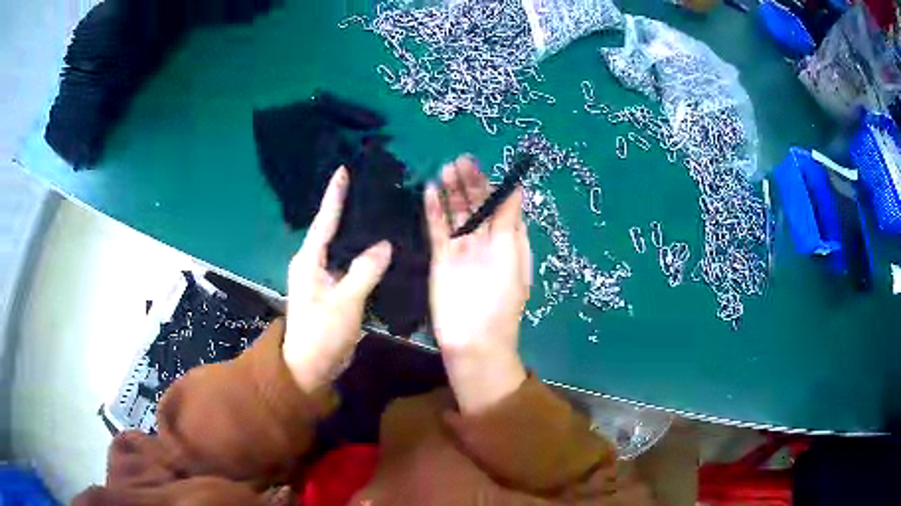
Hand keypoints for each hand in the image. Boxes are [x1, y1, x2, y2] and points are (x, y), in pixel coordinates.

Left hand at [283, 167, 392, 392]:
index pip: (323, 221)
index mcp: (309, 261)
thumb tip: (384, 246)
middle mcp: (312, 263)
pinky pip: (347, 264)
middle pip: (330, 229)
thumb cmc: (322, 333)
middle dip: (346, 207)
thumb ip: (365, 272)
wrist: (310, 367)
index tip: (343, 170)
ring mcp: (321, 278)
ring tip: (376, 211)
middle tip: (368, 186)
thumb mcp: (345, 302)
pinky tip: (377, 248)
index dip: (334, 195)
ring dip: (355, 231)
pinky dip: (360, 254)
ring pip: (340, 247)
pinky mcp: (331, 290)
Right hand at [425, 155, 531, 414]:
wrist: (475, 339)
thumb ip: (510, 221)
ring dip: (452, 191)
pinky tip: (430, 190)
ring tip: (445, 168)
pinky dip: (433, 210)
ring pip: (456, 213)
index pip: (501, 206)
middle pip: (477, 206)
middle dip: (469, 183)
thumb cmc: (501, 299)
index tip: (484, 165)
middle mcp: (485, 241)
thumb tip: (516, 188)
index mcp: (508, 241)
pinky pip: (437, 229)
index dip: (493, 186)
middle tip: (460, 160)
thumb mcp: (512, 255)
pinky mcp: (441, 258)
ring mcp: (462, 249)